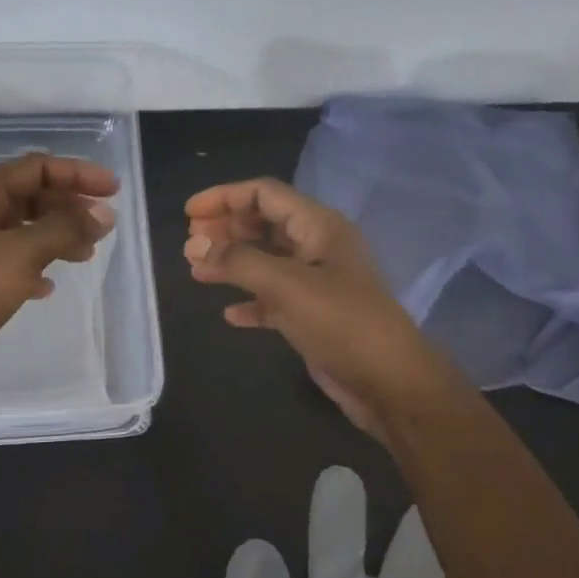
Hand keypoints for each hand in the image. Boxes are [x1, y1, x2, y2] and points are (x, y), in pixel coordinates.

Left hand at [0, 153, 117, 409]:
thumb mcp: (19, 254)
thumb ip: (64, 229)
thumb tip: (104, 214)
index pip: (35, 168)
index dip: (77, 174)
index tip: (113, 191)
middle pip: (29, 196)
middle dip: (68, 207)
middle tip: (103, 226)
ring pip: (22, 231)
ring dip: (56, 237)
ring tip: (85, 256)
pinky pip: (11, 263)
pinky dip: (34, 268)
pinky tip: (47, 287)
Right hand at [185, 178, 439, 439]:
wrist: (389, 383)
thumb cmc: (342, 323)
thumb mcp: (287, 285)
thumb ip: (238, 261)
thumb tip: (194, 245)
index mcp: (319, 227)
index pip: (265, 194)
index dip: (225, 196)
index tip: (188, 213)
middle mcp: (317, 248)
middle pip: (263, 224)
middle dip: (225, 228)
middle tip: (189, 242)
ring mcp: (316, 283)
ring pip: (265, 261)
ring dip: (231, 263)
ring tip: (196, 270)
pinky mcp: (312, 316)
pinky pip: (273, 299)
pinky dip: (249, 301)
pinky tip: (229, 314)